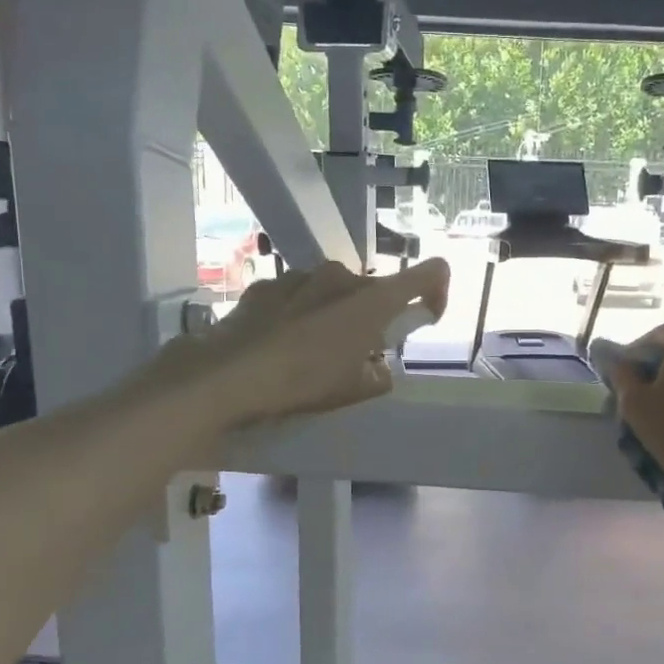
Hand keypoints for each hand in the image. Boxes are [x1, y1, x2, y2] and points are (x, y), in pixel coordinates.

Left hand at [149, 258, 450, 428]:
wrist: (227, 374)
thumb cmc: (302, 382)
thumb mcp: (352, 390)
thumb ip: (377, 376)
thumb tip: (377, 370)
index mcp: (372, 300)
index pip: (428, 273)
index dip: (437, 290)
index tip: (426, 316)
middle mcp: (342, 276)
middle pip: (374, 288)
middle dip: (374, 315)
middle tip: (359, 352)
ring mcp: (301, 275)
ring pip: (335, 290)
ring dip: (336, 313)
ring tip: (314, 350)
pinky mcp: (268, 284)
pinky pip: (299, 294)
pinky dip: (301, 312)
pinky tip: (281, 341)